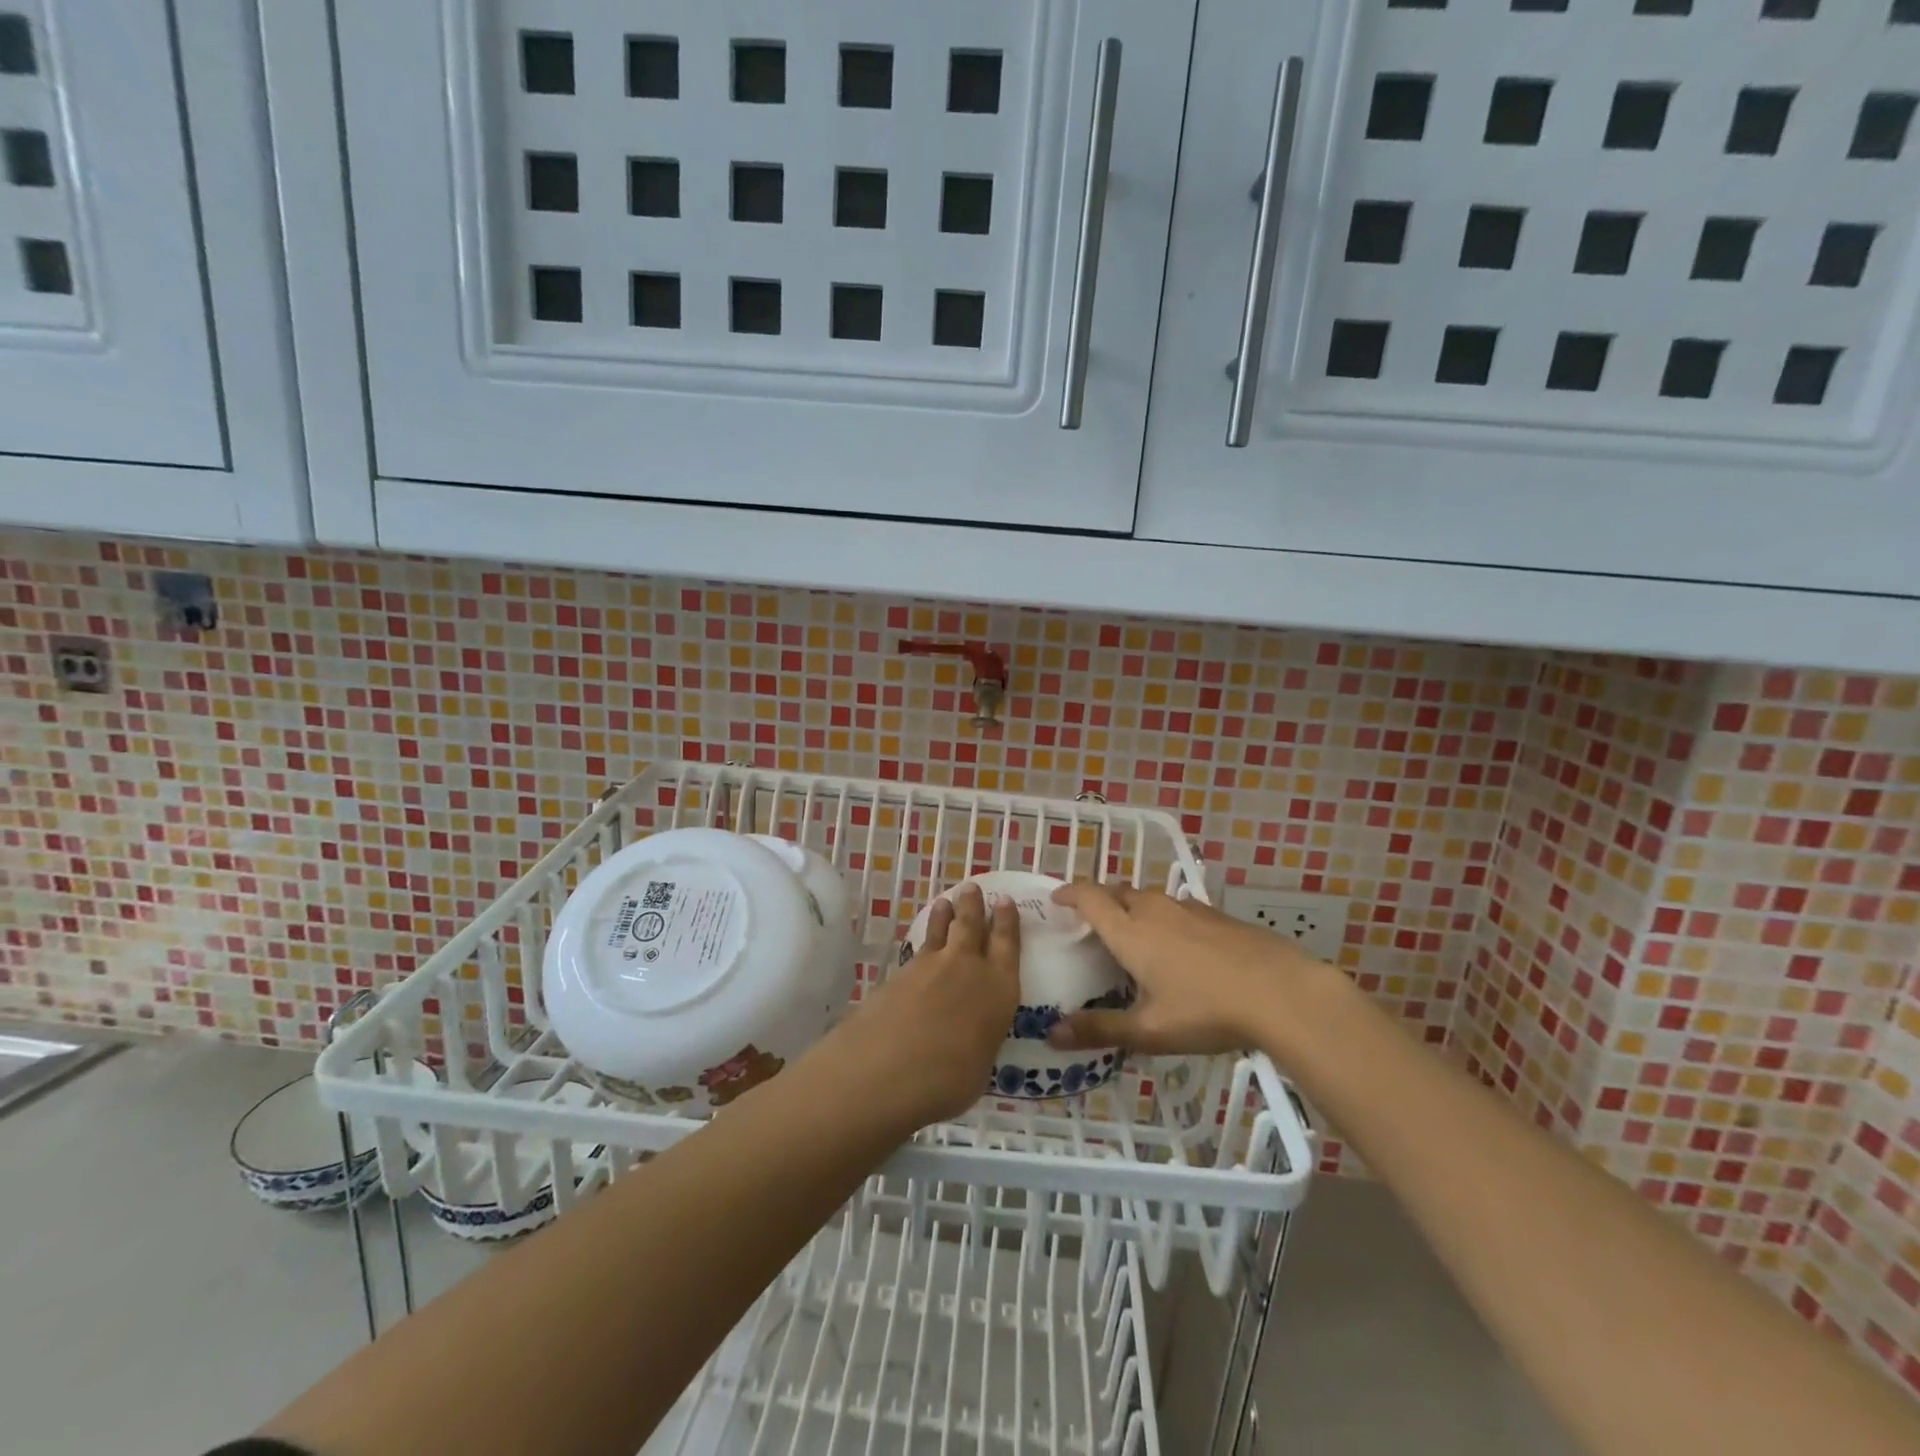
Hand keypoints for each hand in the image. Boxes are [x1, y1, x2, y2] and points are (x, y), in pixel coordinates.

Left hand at [828, 884, 1019, 1127]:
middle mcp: (967, 968)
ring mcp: (929, 967)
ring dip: (945, 915)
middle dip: (974, 905)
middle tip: (972, 887)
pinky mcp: (899, 974)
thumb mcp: (979, 1068)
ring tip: (945, 901)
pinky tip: (920, 946)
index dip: (1007, 921)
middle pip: (972, 926)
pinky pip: (918, 950)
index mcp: (998, 989)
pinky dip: (923, 940)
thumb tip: (971, 1038)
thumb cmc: (948, 1080)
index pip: (1008, 945)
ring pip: (941, 931)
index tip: (1006, 901)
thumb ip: (979, 1041)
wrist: (885, 1069)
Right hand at [1047, 882, 1324, 1055]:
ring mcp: (1189, 908)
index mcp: (1130, 931)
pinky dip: (1164, 918)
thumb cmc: (1207, 1011)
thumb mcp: (1150, 1030)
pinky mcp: (1217, 915)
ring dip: (1133, 908)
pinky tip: (1179, 946)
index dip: (1069, 892)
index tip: (1056, 898)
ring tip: (1133, 935)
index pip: (1090, 897)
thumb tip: (1050, 1035)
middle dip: (1100, 901)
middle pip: (1118, 892)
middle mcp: (1155, 910)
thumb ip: (1100, 1030)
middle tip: (1092, 924)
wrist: (1282, 991)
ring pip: (1150, 898)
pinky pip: (1177, 908)